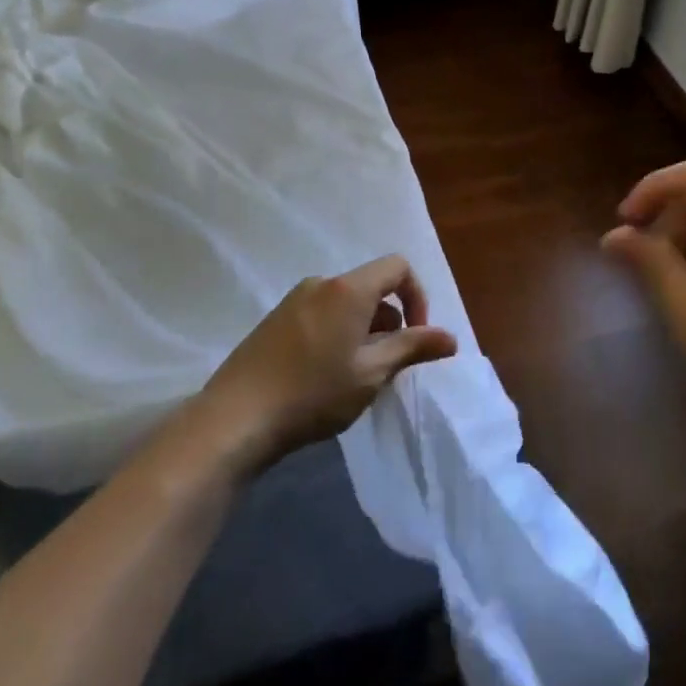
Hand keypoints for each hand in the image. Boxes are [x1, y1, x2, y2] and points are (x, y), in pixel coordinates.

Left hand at [196, 254, 458, 473]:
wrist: (235, 418)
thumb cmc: (314, 393)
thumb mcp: (372, 373)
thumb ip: (413, 348)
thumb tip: (450, 337)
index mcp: (349, 289)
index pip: (397, 267)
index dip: (417, 297)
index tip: (417, 336)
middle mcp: (321, 284)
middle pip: (371, 288)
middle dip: (389, 322)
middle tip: (386, 367)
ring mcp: (293, 301)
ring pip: (345, 305)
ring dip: (363, 332)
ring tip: (355, 377)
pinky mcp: (274, 322)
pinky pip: (320, 316)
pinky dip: (336, 335)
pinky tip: (324, 377)